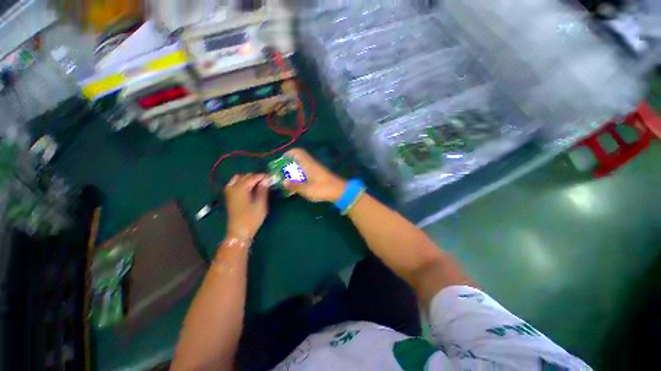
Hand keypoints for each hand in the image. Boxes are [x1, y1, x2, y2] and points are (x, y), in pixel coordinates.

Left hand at [224, 173, 269, 240]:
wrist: (238, 232)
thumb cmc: (251, 218)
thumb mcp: (260, 204)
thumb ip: (263, 190)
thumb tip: (266, 179)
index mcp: (240, 188)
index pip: (253, 177)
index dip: (263, 176)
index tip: (272, 178)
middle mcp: (233, 187)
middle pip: (245, 176)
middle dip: (256, 177)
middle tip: (267, 182)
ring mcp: (229, 191)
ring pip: (239, 178)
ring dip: (249, 179)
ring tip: (259, 185)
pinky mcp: (229, 196)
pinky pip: (235, 184)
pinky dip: (243, 183)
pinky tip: (251, 189)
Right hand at [283, 148, 346, 202]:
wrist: (340, 191)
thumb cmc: (323, 189)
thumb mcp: (307, 190)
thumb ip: (295, 186)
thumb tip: (283, 181)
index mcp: (308, 164)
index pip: (297, 152)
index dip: (288, 154)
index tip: (280, 161)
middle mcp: (312, 164)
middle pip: (299, 158)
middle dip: (289, 163)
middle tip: (283, 172)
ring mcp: (316, 168)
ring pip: (303, 164)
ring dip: (295, 169)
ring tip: (289, 179)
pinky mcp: (319, 173)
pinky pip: (307, 170)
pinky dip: (301, 173)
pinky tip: (299, 183)